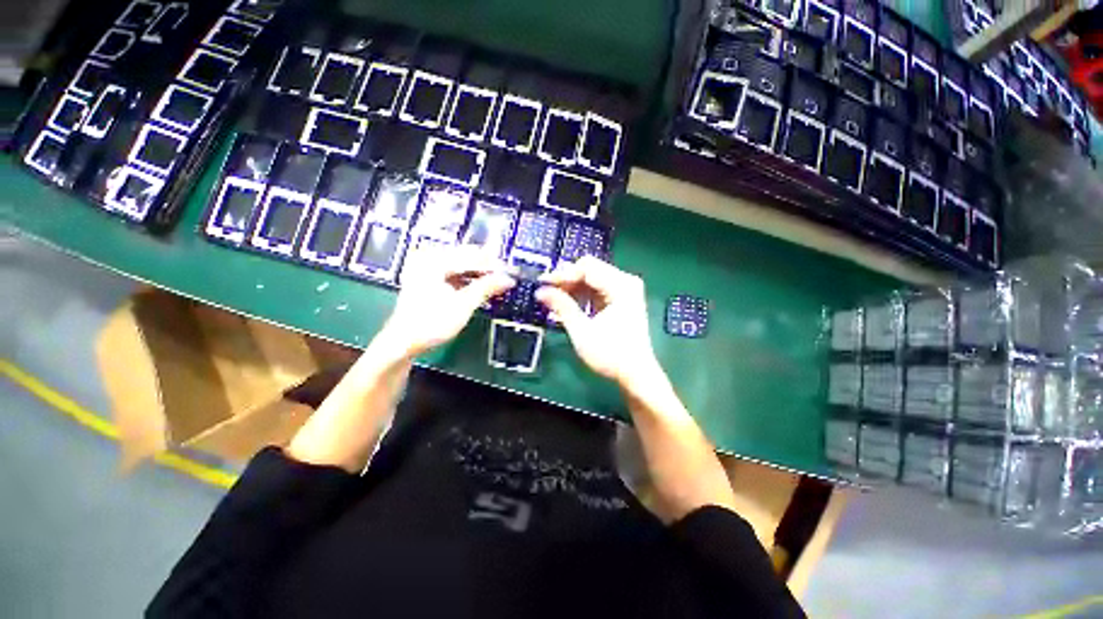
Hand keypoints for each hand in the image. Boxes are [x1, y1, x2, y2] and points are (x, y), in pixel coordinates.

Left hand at [379, 245, 513, 356]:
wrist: (403, 343)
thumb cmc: (430, 324)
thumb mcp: (463, 305)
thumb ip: (487, 288)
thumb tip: (508, 279)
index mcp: (433, 260)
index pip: (472, 256)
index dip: (495, 265)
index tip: (512, 272)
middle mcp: (428, 258)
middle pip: (467, 258)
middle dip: (488, 268)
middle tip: (507, 277)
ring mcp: (426, 268)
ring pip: (462, 265)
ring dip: (480, 274)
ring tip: (498, 282)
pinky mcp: (428, 278)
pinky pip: (454, 273)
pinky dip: (469, 280)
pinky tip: (481, 286)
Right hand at [536, 257, 661, 388]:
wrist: (635, 374)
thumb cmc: (611, 355)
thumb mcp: (582, 331)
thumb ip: (562, 307)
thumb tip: (541, 291)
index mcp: (621, 286)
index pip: (587, 268)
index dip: (562, 274)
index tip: (542, 283)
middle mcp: (626, 282)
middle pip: (590, 270)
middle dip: (566, 280)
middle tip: (547, 292)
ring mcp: (625, 290)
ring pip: (592, 279)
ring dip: (572, 288)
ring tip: (554, 301)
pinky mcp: (621, 299)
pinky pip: (597, 289)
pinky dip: (581, 295)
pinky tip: (567, 306)